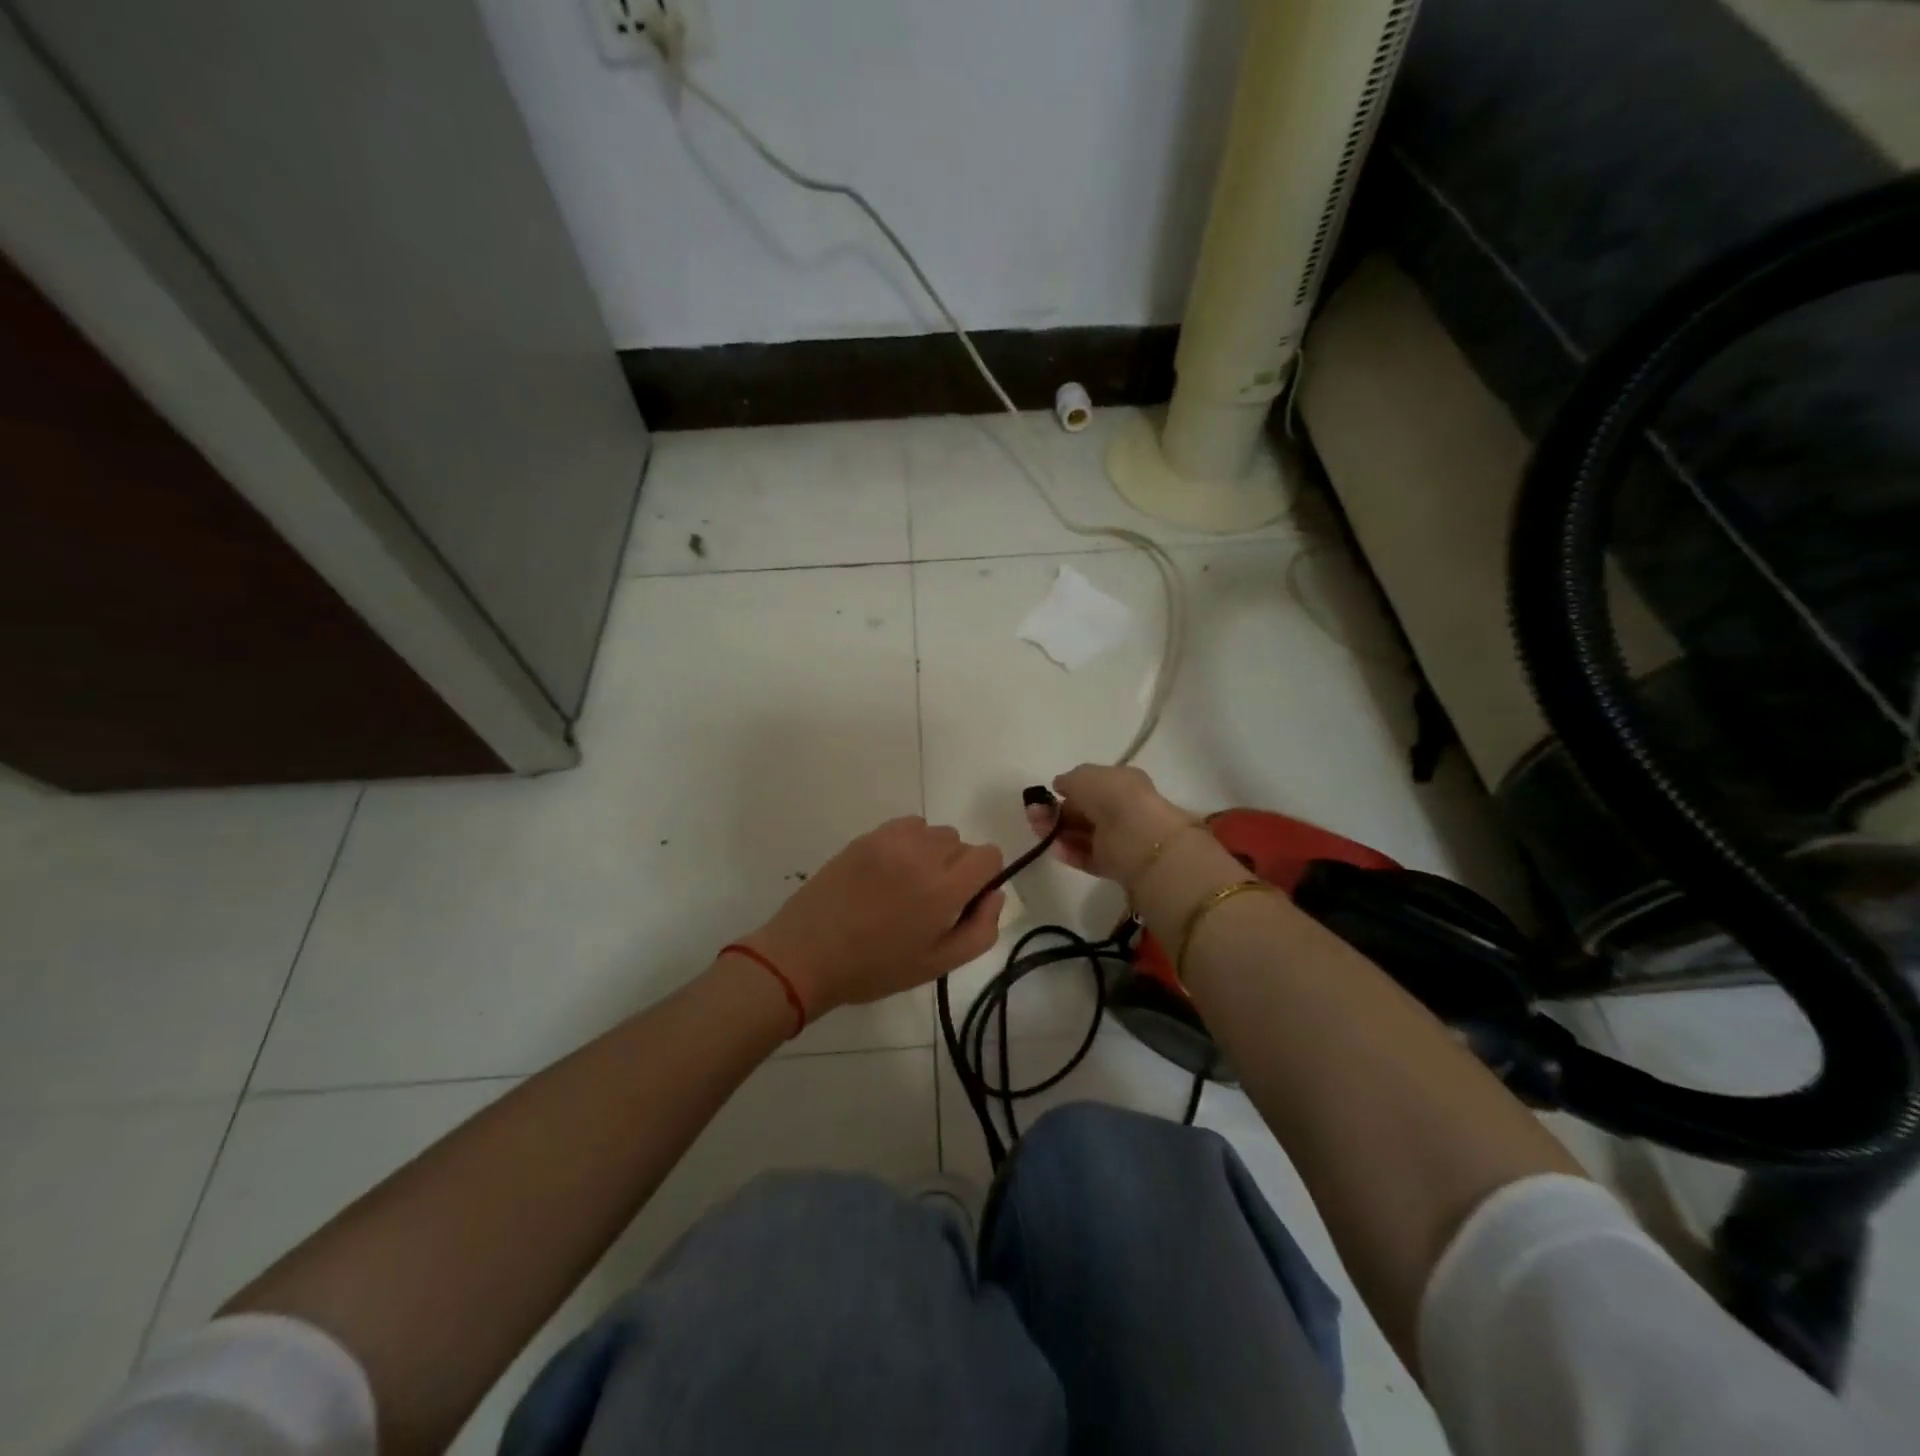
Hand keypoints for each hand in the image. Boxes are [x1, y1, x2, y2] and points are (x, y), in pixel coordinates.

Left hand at [745, 818, 1004, 1017]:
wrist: (807, 954)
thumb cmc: (875, 968)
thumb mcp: (937, 965)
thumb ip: (980, 930)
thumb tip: (995, 895)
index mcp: (944, 889)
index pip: (989, 855)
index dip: (984, 878)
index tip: (963, 902)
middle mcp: (922, 855)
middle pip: (962, 844)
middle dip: (956, 869)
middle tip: (929, 902)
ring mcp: (891, 841)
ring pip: (935, 833)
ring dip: (932, 854)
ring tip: (906, 886)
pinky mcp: (868, 836)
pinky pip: (907, 826)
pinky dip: (909, 843)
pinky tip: (889, 871)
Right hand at [1024, 764, 1197, 884]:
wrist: (1138, 837)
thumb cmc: (1112, 797)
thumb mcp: (1084, 776)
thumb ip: (1068, 780)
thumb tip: (1060, 786)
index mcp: (1121, 783)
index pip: (1090, 787)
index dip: (1067, 790)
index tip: (1044, 796)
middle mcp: (1121, 809)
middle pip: (1083, 812)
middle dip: (1056, 812)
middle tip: (1033, 814)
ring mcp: (1118, 838)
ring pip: (1082, 834)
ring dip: (1058, 831)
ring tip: (1037, 829)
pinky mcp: (1114, 864)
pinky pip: (1087, 857)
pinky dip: (1070, 852)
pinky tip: (1054, 848)